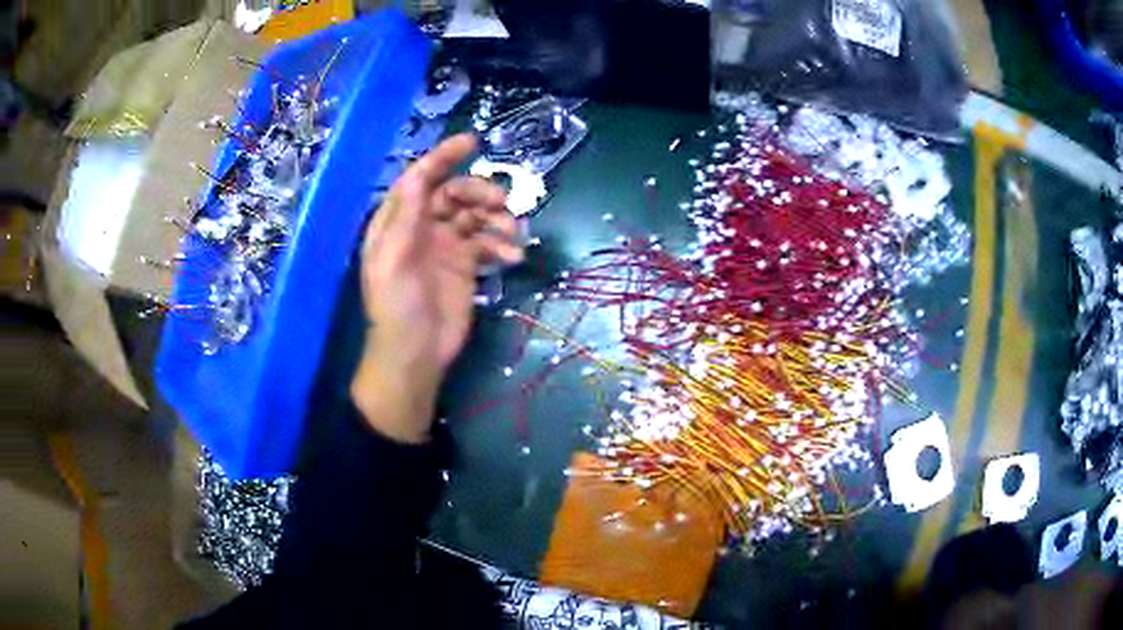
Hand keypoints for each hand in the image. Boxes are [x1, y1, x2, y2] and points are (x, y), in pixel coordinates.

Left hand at [351, 134, 522, 442]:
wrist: (416, 355)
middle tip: (501, 203)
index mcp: (398, 222)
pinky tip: (512, 258)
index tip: (472, 141)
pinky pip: (488, 243)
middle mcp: (422, 227)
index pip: (420, 179)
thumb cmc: (397, 307)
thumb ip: (407, 216)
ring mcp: (446, 246)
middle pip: (455, 194)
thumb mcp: (393, 259)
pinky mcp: (466, 266)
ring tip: (512, 235)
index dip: (443, 157)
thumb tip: (420, 175)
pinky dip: (502, 245)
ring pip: (476, 216)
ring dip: (497, 219)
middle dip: (479, 193)